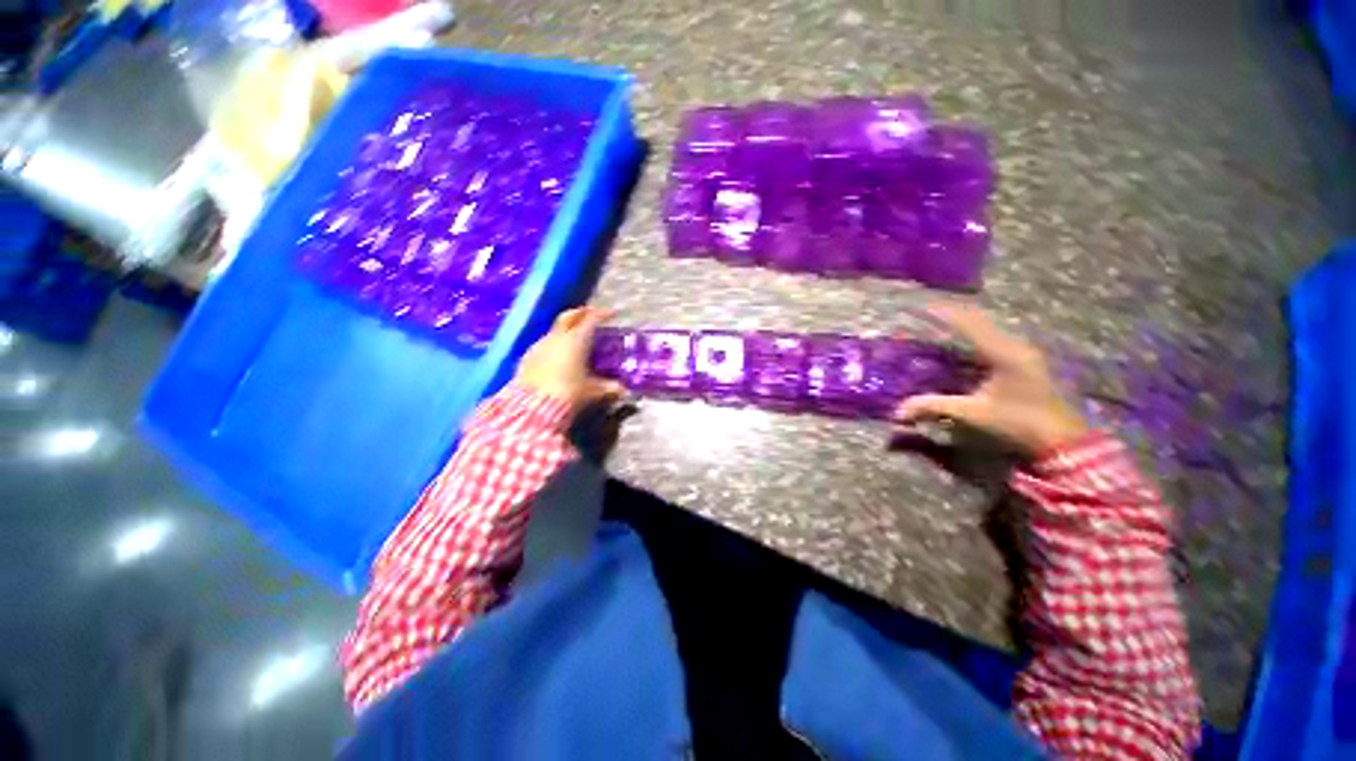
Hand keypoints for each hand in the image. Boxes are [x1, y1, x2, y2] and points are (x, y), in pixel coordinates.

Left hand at [515, 306, 624, 409]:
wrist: (534, 406)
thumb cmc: (569, 393)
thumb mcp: (593, 391)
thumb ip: (610, 388)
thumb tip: (624, 390)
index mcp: (577, 340)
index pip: (592, 319)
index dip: (603, 314)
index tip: (613, 314)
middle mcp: (558, 337)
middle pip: (570, 316)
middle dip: (582, 313)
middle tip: (592, 314)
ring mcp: (540, 345)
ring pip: (556, 329)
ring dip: (567, 328)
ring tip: (576, 336)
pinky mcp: (528, 356)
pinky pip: (545, 343)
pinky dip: (555, 342)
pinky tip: (558, 354)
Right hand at [896, 302, 1088, 454]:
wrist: (1063, 439)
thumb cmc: (1018, 422)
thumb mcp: (973, 413)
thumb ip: (935, 406)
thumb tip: (898, 411)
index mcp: (1002, 353)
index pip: (969, 325)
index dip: (945, 314)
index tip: (924, 307)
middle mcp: (1015, 346)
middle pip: (981, 320)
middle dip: (955, 315)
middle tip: (930, 312)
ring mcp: (1025, 352)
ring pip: (991, 328)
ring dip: (967, 324)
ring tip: (944, 322)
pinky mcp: (1028, 361)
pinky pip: (997, 338)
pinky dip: (978, 335)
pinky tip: (968, 341)